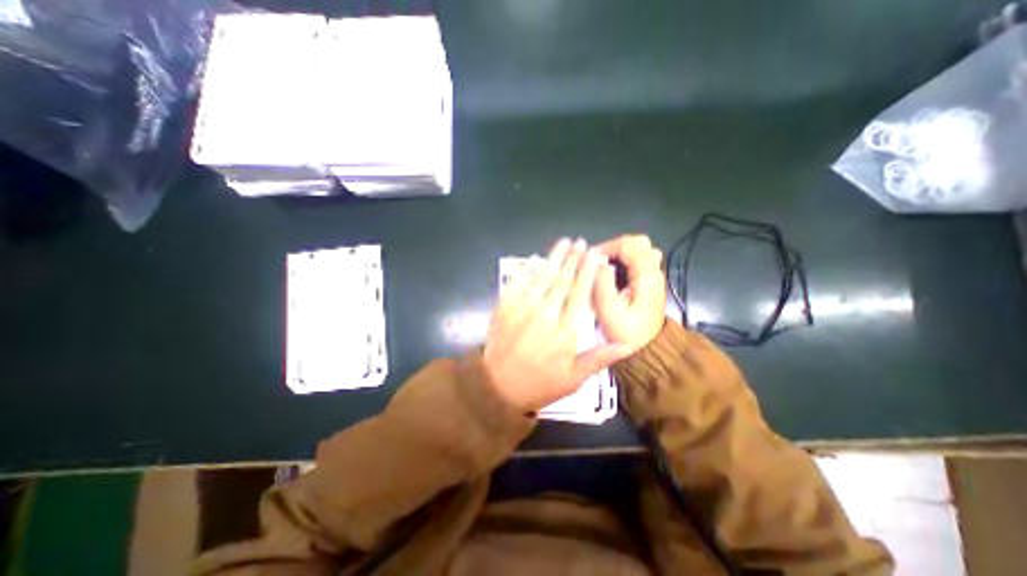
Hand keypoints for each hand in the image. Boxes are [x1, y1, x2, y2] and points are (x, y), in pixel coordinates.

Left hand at [481, 239, 634, 412]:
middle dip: (574, 259)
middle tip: (581, 242)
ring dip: (555, 257)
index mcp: (565, 330)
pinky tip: (535, 258)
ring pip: (543, 276)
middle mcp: (546, 313)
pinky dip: (527, 268)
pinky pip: (518, 281)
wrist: (498, 386)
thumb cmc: (539, 383)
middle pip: (563, 280)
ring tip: (564, 243)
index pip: (581, 293)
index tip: (595, 256)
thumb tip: (627, 343)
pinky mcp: (505, 306)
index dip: (589, 272)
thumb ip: (599, 358)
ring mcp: (523, 307)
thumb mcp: (574, 379)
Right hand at [594, 235, 667, 353]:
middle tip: (599, 260)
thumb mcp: (609, 311)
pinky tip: (611, 274)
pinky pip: (638, 260)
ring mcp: (653, 276)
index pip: (630, 245)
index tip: (591, 259)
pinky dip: (623, 260)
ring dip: (620, 253)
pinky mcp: (648, 282)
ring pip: (640, 250)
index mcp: (646, 277)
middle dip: (615, 247)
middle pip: (639, 243)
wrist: (646, 349)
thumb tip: (599, 261)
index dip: (608, 247)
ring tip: (603, 266)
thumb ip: (603, 284)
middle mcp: (653, 272)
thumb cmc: (626, 333)